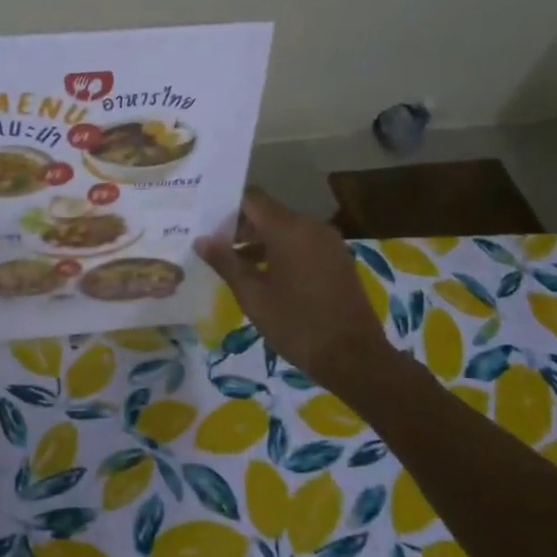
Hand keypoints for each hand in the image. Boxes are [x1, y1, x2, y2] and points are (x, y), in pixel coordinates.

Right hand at [196, 188, 401, 388]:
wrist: (354, 357)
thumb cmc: (297, 325)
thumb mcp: (253, 296)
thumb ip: (226, 263)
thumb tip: (202, 240)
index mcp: (289, 229)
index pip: (251, 199)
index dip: (226, 208)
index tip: (205, 224)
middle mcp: (311, 226)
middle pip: (268, 212)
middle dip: (240, 227)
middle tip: (213, 247)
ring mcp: (328, 241)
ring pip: (285, 228)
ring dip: (259, 241)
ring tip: (233, 264)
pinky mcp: (337, 258)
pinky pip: (302, 242)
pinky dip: (280, 250)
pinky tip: (264, 275)